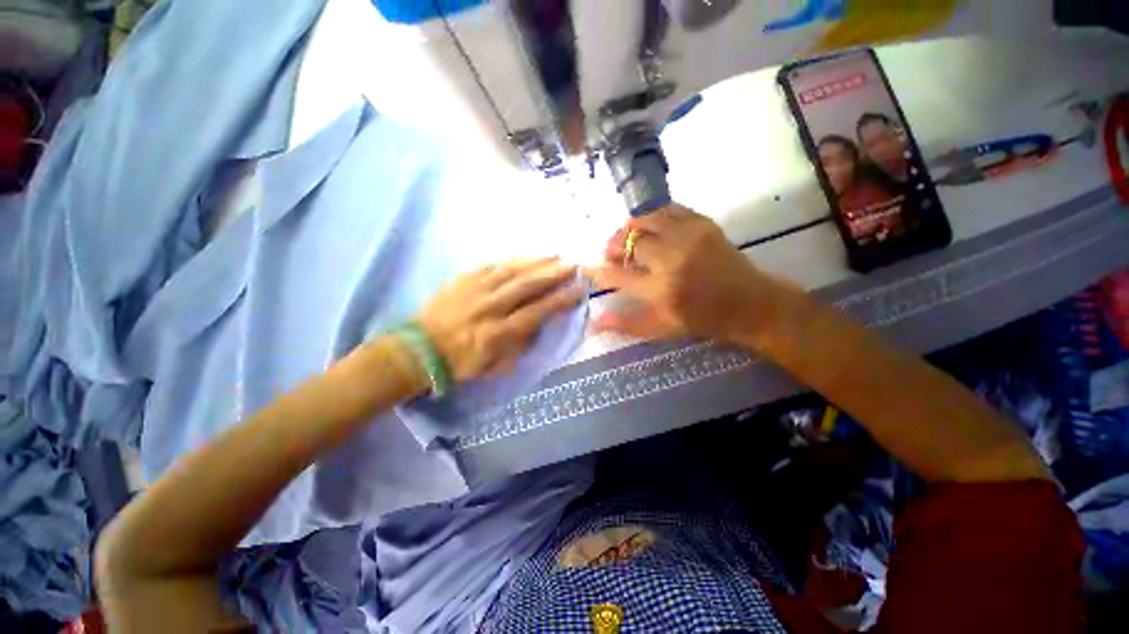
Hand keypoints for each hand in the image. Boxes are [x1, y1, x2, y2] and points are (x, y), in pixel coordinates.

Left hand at [418, 258, 582, 380]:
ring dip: (535, 262)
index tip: (579, 291)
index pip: (537, 312)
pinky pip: (491, 266)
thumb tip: (538, 324)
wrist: (419, 350)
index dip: (560, 301)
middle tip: (572, 266)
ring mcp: (475, 290)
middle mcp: (490, 307)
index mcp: (498, 333)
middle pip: (527, 286)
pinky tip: (524, 257)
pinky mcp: (463, 280)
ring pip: (511, 271)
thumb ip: (520, 346)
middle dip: (553, 274)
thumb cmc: (461, 363)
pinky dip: (511, 260)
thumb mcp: (495, 367)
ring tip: (555, 256)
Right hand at [587, 204, 777, 342]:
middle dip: (612, 247)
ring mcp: (688, 236)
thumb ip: (626, 323)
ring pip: (645, 219)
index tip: (588, 267)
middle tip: (610, 254)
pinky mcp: (702, 223)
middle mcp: (671, 259)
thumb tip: (594, 322)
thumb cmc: (703, 320)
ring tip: (626, 239)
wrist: (750, 303)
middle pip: (629, 242)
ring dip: (629, 228)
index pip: (617, 275)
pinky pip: (668, 209)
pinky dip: (652, 216)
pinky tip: (649, 227)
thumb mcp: (663, 328)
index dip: (598, 270)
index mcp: (661, 290)